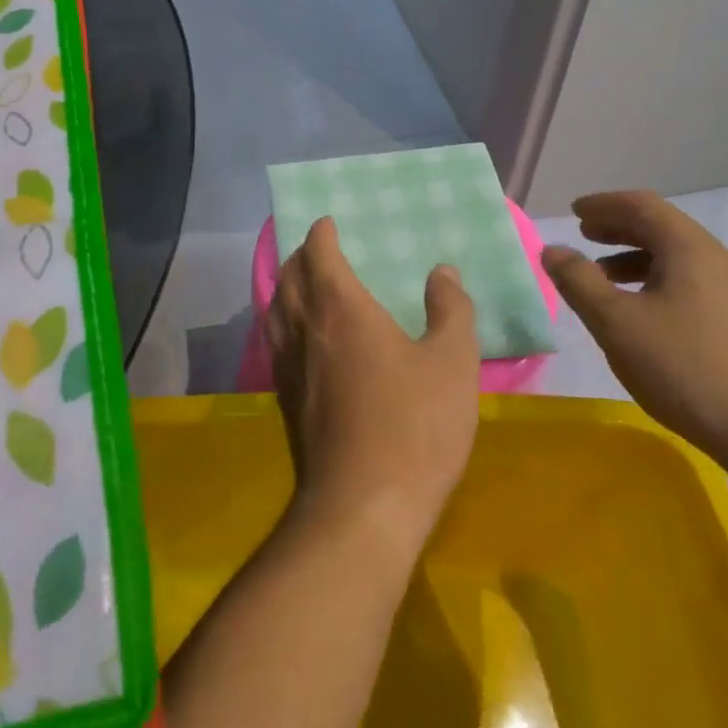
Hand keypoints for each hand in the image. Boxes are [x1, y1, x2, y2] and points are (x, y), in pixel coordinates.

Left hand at [269, 217, 480, 560]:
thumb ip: (451, 309)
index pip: (318, 252)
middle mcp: (304, 326)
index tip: (329, 222)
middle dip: (300, 254)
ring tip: (303, 283)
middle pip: (289, 275)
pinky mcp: (285, 398)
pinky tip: (300, 336)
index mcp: (339, 306)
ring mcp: (288, 364)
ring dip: (286, 285)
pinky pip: (275, 339)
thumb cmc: (414, 424)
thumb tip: (441, 271)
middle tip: (318, 248)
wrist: (363, 506)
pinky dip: (282, 320)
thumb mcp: (452, 362)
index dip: (321, 232)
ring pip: (276, 307)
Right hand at [542, 191, 727, 475]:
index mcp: (688, 249)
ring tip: (602, 278)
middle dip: (619, 227)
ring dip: (634, 258)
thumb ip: (579, 282)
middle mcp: (716, 261)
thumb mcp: (618, 323)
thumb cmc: (689, 368)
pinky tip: (641, 315)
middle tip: (584, 235)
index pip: (642, 205)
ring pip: (676, 259)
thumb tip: (552, 249)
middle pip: (662, 228)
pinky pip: (689, 284)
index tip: (575, 211)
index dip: (605, 204)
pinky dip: (654, 283)